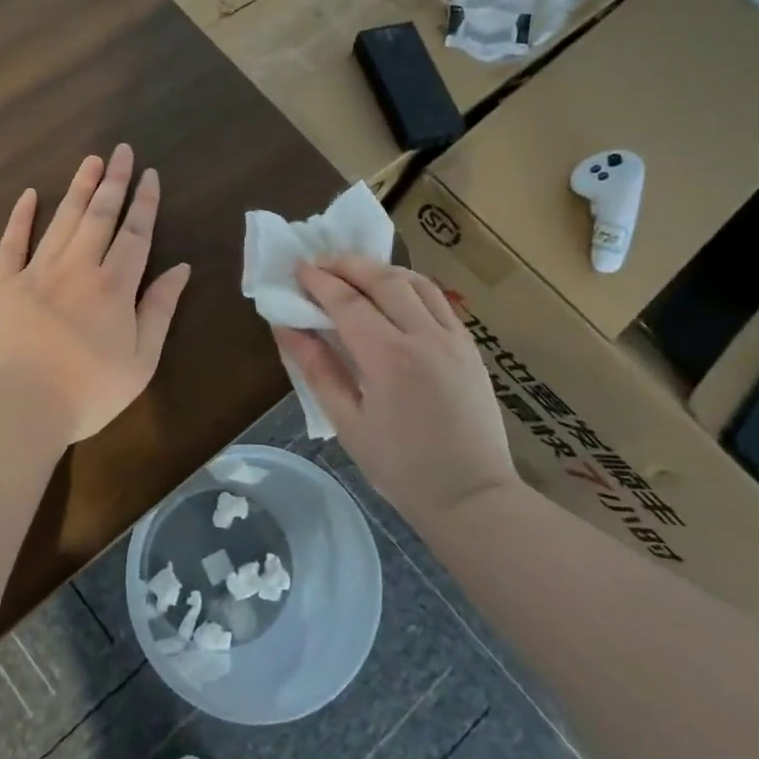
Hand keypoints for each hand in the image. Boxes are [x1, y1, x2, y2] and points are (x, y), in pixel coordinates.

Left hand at [0, 145, 192, 443]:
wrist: (17, 407)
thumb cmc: (87, 392)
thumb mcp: (141, 360)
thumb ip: (160, 310)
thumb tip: (181, 269)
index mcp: (114, 286)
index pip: (135, 234)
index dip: (144, 203)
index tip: (149, 174)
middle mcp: (77, 267)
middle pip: (99, 216)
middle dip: (114, 181)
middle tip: (121, 150)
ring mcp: (35, 272)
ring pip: (62, 220)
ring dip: (78, 188)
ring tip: (90, 161)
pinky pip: (11, 242)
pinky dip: (21, 216)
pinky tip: (30, 194)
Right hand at [272, 255, 518, 522]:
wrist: (472, 496)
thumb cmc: (401, 468)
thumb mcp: (347, 422)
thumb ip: (317, 369)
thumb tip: (286, 328)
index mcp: (387, 357)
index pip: (347, 301)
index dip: (318, 281)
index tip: (297, 268)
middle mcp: (423, 336)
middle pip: (382, 279)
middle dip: (347, 264)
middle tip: (320, 262)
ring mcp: (453, 338)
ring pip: (415, 281)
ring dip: (380, 269)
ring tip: (354, 271)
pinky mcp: (470, 346)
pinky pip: (438, 300)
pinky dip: (410, 285)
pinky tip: (394, 294)